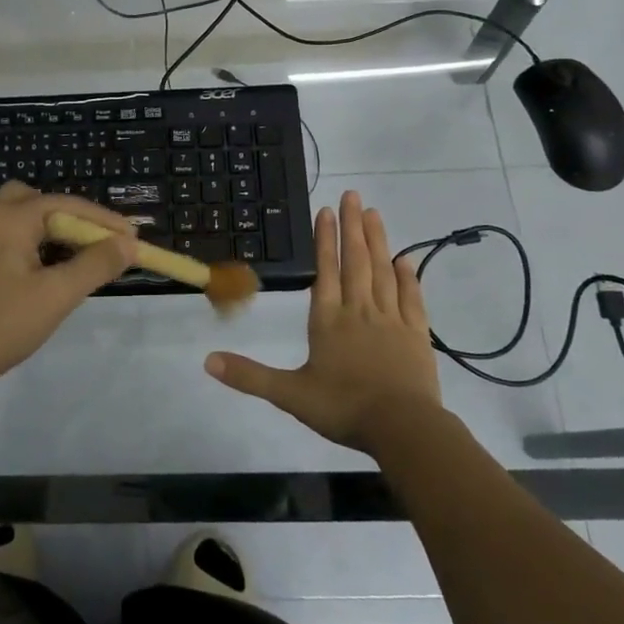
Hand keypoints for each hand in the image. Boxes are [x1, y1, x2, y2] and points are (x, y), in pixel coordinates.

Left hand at [0, 182, 137, 401]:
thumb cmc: (0, 324)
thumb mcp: (56, 295)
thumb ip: (95, 265)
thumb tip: (128, 244)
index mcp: (9, 217)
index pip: (66, 204)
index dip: (103, 220)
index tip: (133, 238)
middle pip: (36, 200)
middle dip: (70, 217)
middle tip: (95, 243)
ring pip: (17, 218)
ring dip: (48, 230)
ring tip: (73, 258)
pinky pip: (3, 237)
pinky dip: (28, 243)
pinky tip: (39, 272)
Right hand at [205, 190, 441, 452]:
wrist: (403, 428)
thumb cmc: (343, 408)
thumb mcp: (289, 394)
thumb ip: (249, 376)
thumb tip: (207, 361)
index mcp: (328, 320)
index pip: (326, 270)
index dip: (325, 240)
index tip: (327, 210)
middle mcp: (359, 311)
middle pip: (356, 261)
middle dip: (352, 227)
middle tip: (353, 195)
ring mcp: (391, 321)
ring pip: (383, 272)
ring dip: (378, 241)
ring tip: (374, 213)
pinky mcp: (417, 335)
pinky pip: (412, 299)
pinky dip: (408, 277)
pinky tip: (405, 259)